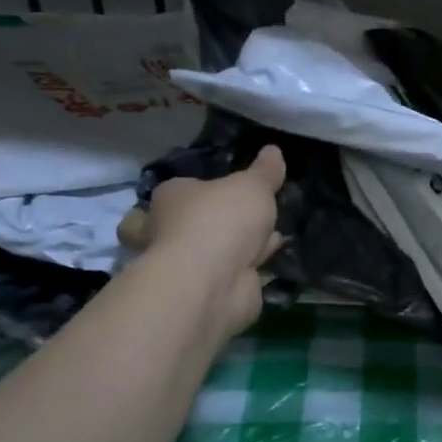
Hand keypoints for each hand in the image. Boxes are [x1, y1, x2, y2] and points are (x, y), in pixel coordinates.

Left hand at [117, 145, 285, 342]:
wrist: (213, 281)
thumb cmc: (221, 220)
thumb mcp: (251, 186)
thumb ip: (264, 172)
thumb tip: (273, 150)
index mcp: (170, 199)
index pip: (172, 192)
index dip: (190, 192)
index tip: (215, 191)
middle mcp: (168, 232)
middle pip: (175, 226)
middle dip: (199, 225)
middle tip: (228, 221)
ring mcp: (187, 266)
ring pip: (207, 253)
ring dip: (232, 247)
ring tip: (267, 235)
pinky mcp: (207, 292)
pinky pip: (231, 273)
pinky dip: (248, 267)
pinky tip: (271, 258)